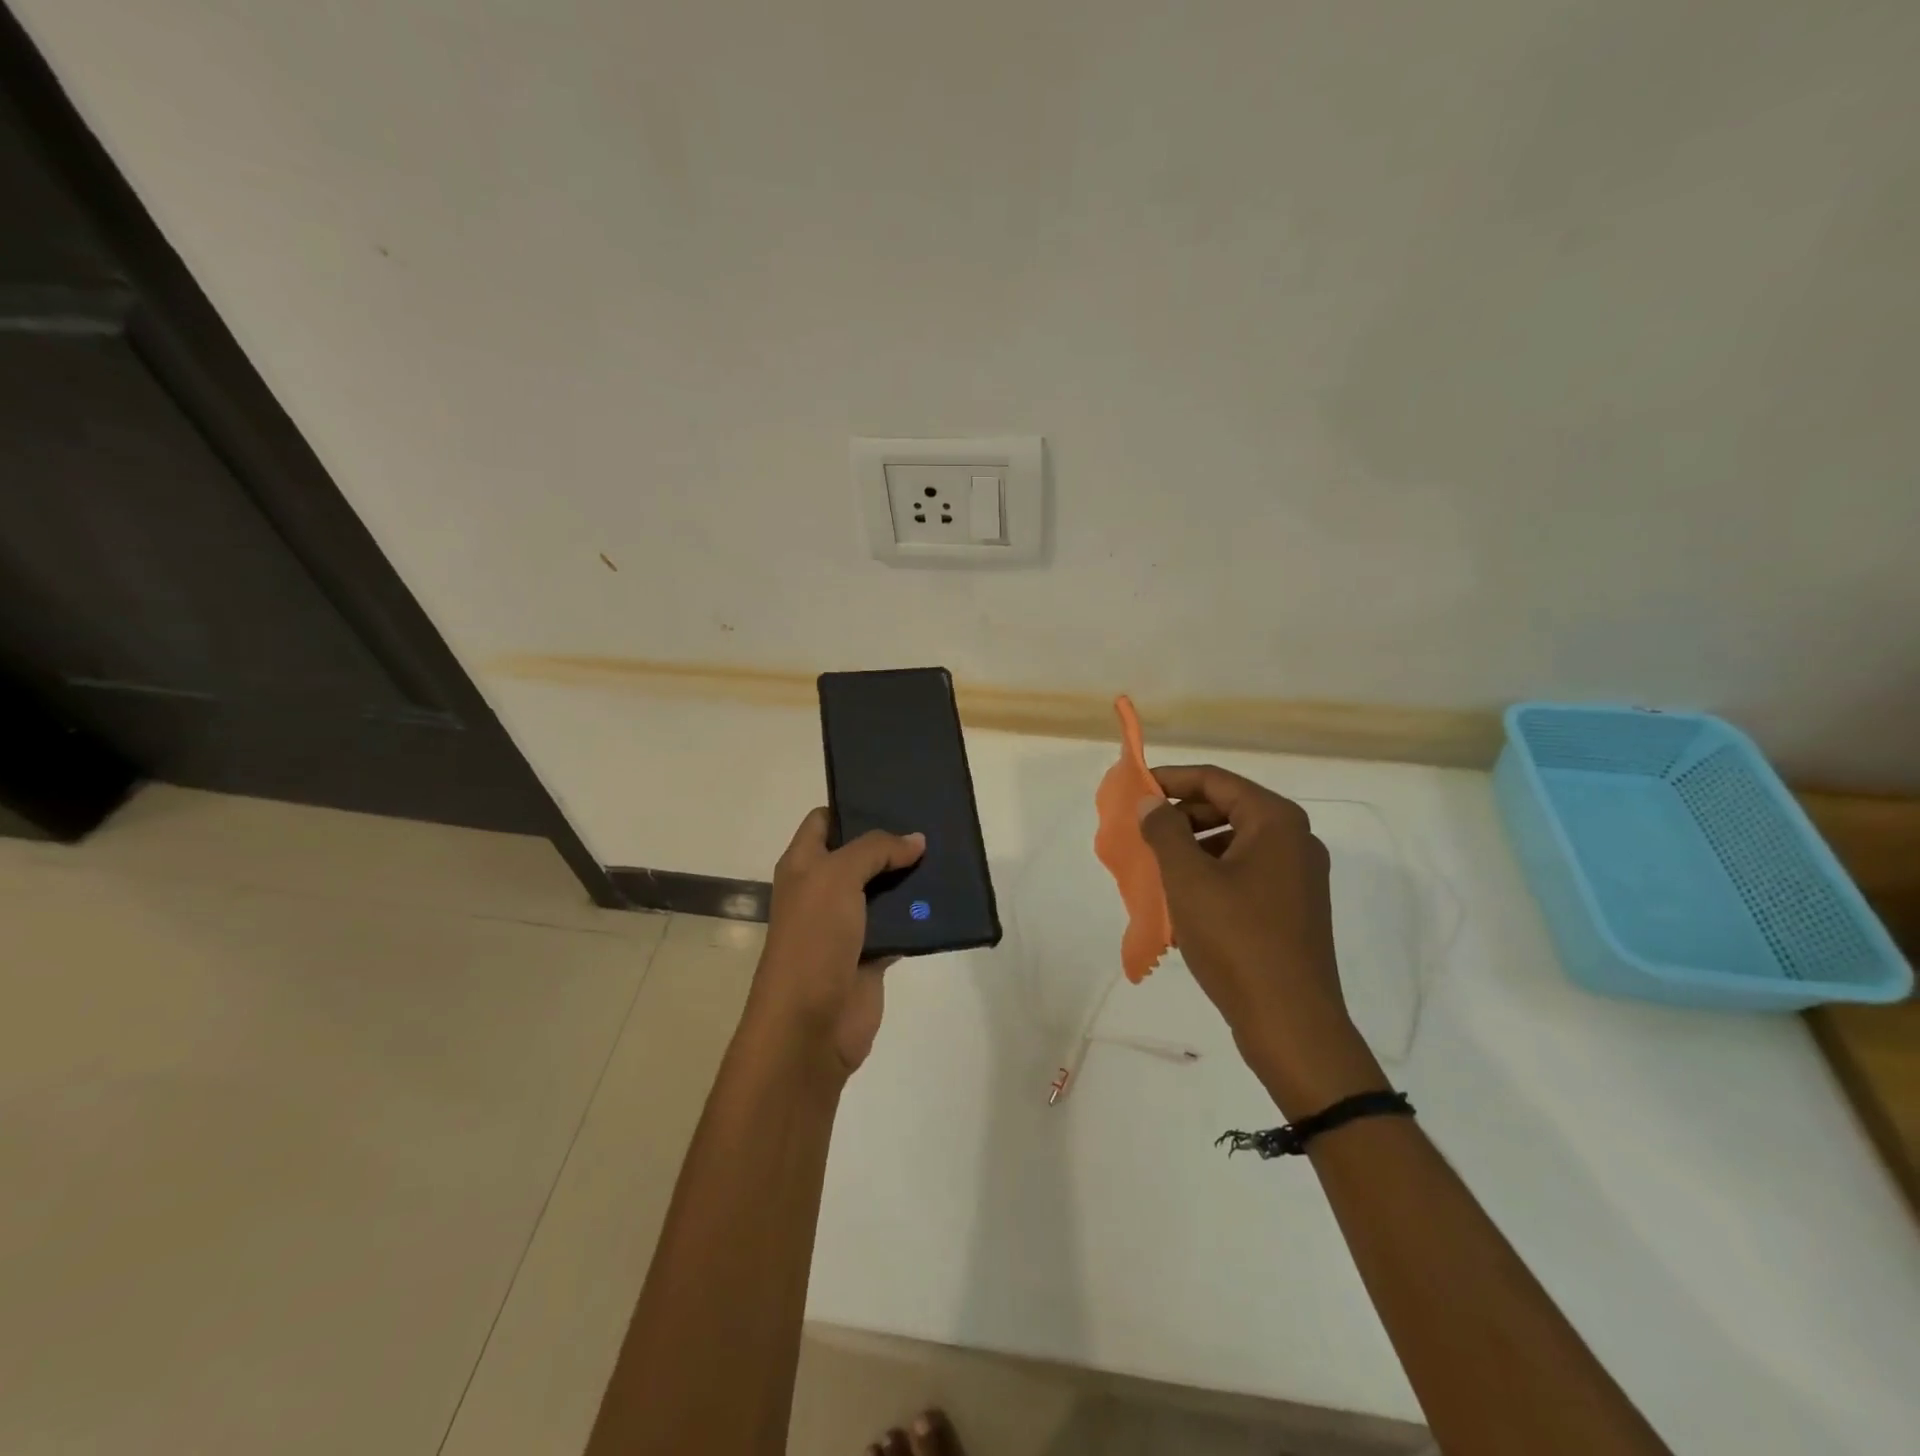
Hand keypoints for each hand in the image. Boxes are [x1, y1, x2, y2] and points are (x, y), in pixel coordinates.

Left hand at [744, 808, 925, 1079]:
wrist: (811, 1024)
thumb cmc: (814, 938)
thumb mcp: (837, 877)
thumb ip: (875, 850)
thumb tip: (915, 840)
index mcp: (803, 865)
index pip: (824, 821)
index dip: (852, 805)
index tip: (892, 795)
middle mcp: (823, 889)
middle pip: (859, 854)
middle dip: (892, 839)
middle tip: (932, 820)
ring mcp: (847, 923)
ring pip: (883, 889)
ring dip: (911, 876)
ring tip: (947, 852)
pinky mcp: (872, 953)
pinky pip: (900, 925)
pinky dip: (919, 914)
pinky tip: (946, 898)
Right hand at [1139, 765, 1385, 1115]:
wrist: (1290, 1023)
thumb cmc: (1236, 939)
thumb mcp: (1188, 879)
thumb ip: (1164, 831)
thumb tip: (1150, 802)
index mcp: (1276, 822)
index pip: (1215, 780)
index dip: (1170, 779)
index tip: (1133, 790)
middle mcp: (1294, 840)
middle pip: (1227, 808)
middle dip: (1180, 816)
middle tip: (1140, 832)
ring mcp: (1298, 876)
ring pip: (1234, 843)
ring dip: (1192, 848)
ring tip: (1155, 869)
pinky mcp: (1293, 908)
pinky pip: (1244, 873)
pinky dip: (1211, 874)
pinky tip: (1182, 900)